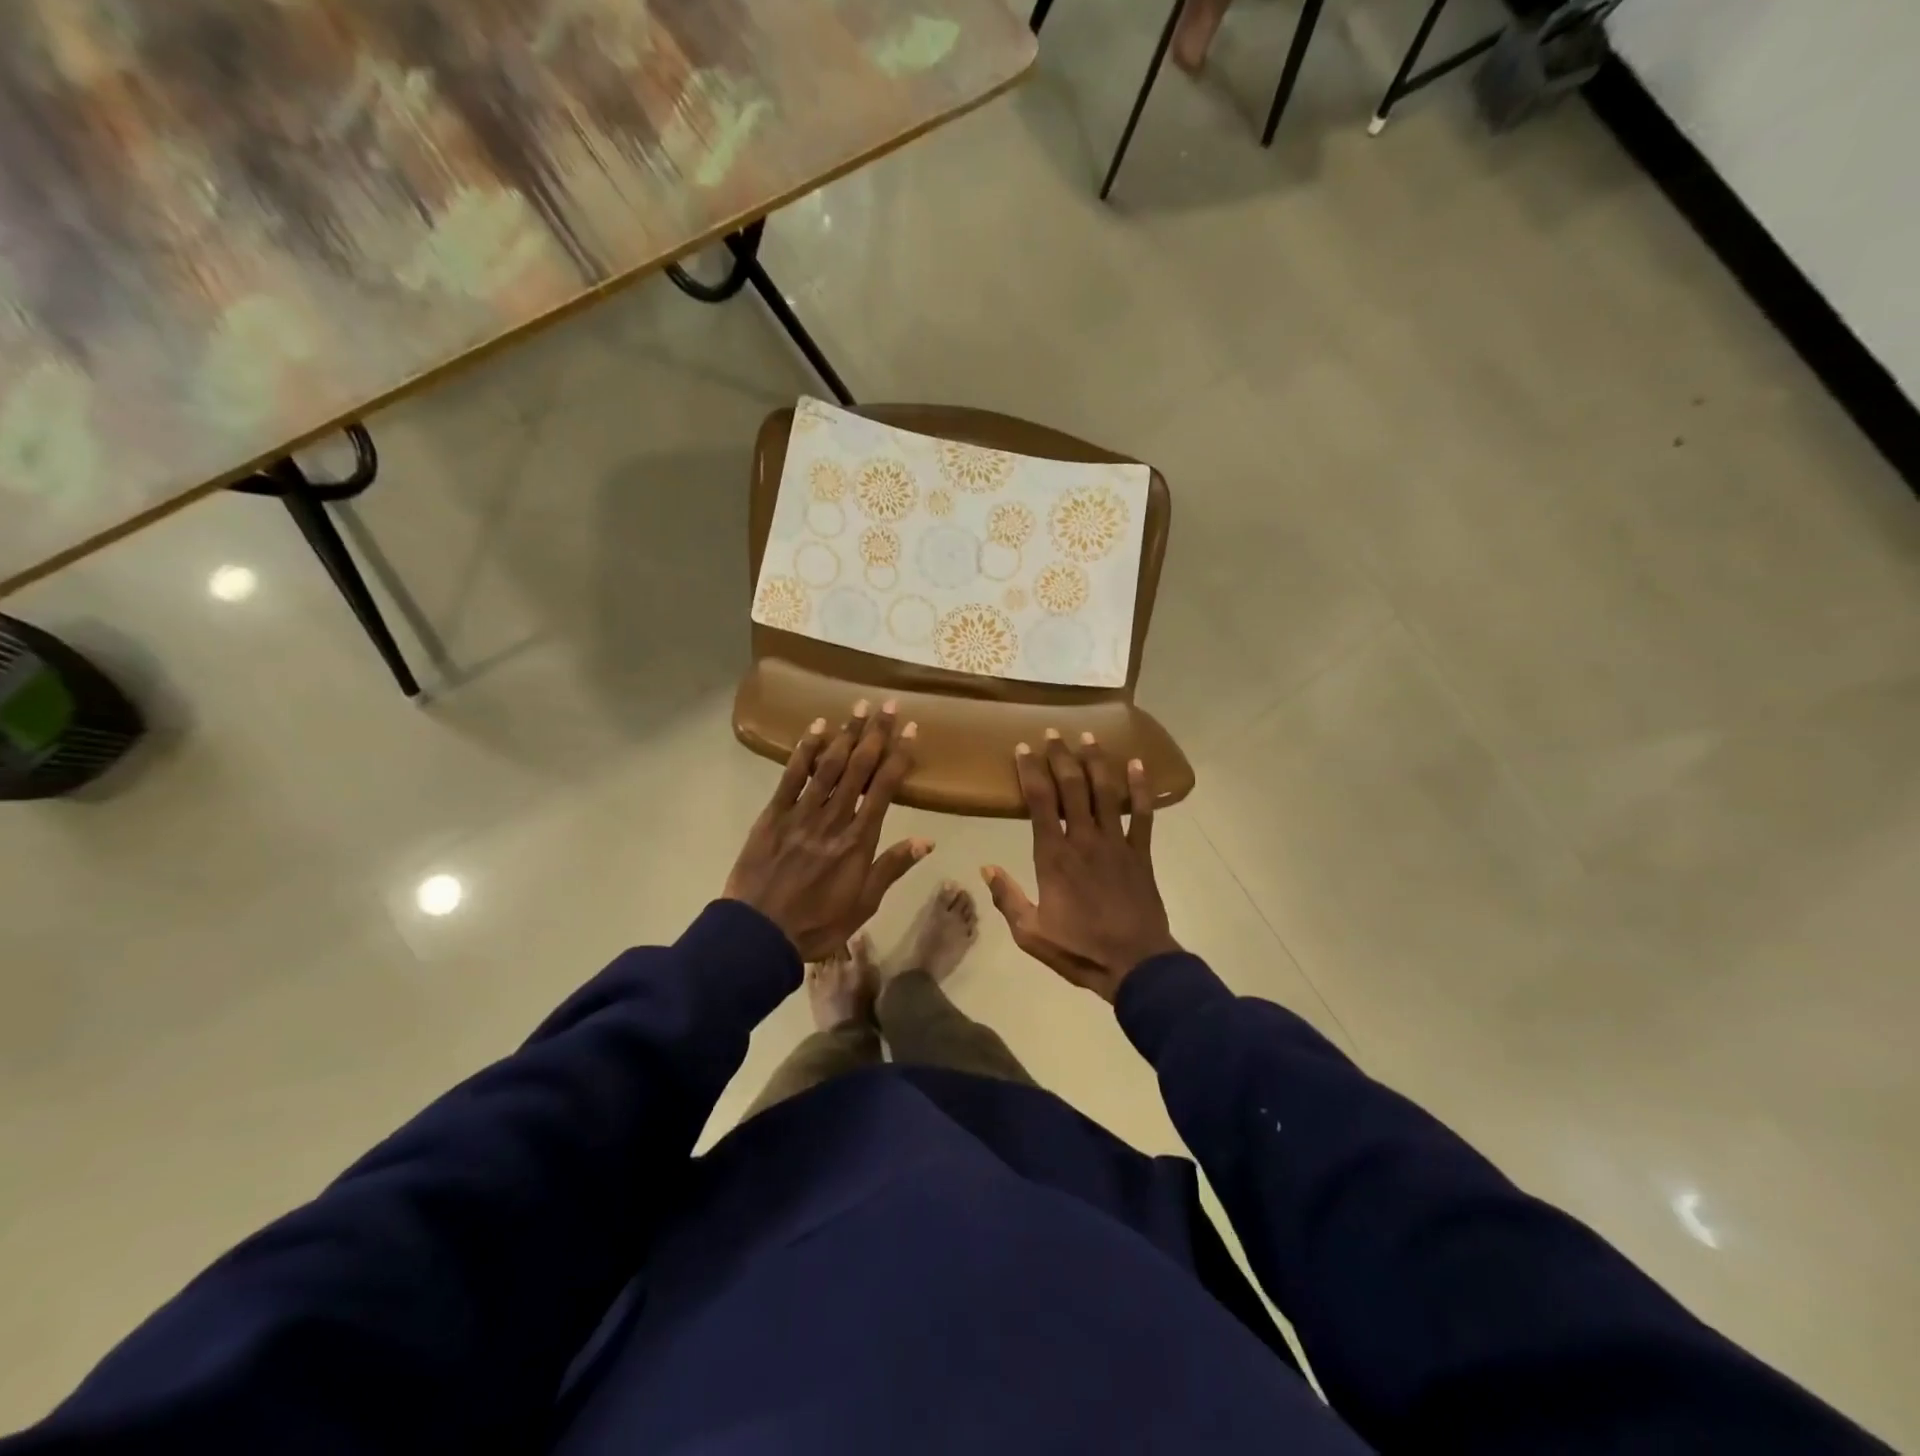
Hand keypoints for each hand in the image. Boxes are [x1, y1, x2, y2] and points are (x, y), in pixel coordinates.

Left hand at [725, 701, 931, 959]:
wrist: (758, 934)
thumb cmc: (817, 924)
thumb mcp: (863, 905)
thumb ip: (891, 868)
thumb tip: (926, 840)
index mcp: (858, 840)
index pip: (884, 788)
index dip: (899, 756)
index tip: (911, 730)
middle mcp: (833, 818)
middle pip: (858, 767)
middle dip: (875, 734)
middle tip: (888, 705)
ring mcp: (801, 813)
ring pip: (828, 765)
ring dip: (845, 733)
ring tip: (859, 706)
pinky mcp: (773, 815)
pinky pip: (791, 776)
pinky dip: (805, 750)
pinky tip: (816, 728)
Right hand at [982, 731, 1180, 1001]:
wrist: (1135, 964)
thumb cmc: (1079, 949)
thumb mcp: (1030, 933)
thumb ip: (1007, 898)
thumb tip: (985, 868)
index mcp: (1054, 856)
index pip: (1039, 801)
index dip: (1030, 770)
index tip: (1023, 748)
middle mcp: (1084, 839)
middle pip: (1072, 786)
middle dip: (1061, 756)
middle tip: (1053, 733)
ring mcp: (1116, 843)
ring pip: (1105, 792)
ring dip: (1096, 761)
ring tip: (1089, 736)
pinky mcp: (1141, 852)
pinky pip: (1142, 814)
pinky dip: (1140, 788)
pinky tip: (1137, 764)